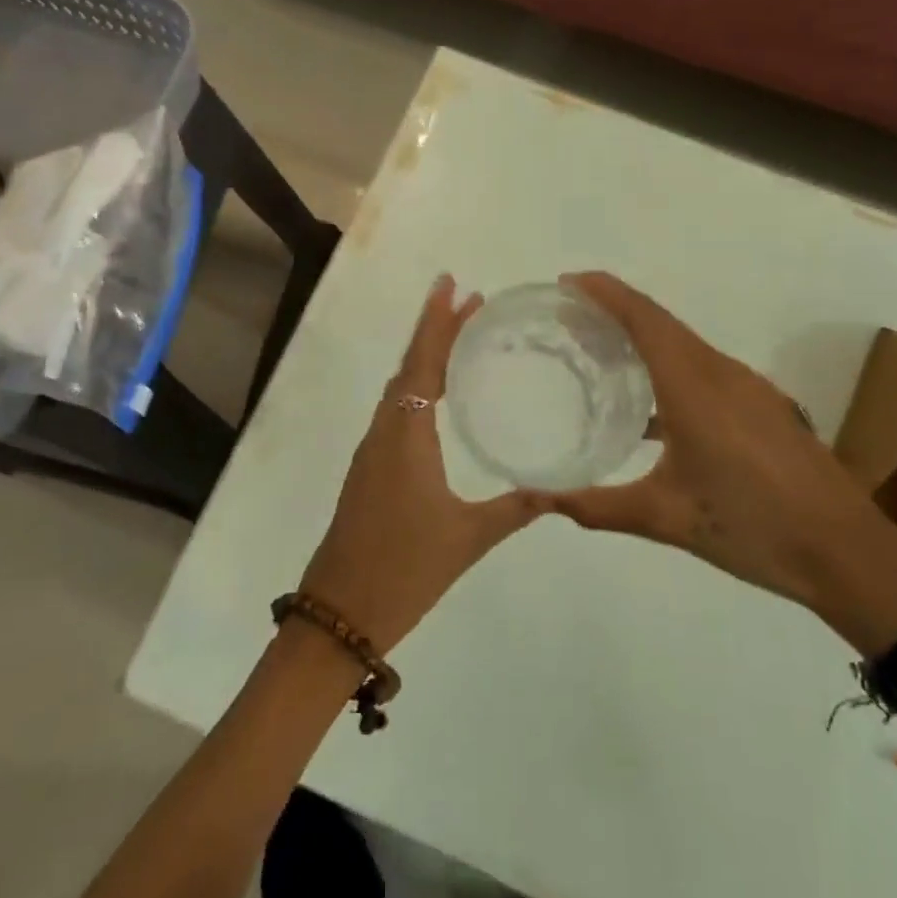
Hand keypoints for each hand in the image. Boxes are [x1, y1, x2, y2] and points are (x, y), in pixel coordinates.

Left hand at [300, 275, 550, 653]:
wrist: (340, 613)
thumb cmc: (404, 570)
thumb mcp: (466, 538)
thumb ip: (514, 509)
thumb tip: (557, 488)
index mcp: (406, 435)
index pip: (423, 363)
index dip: (436, 322)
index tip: (452, 284)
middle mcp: (385, 431)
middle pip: (410, 366)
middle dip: (437, 331)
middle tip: (472, 303)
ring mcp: (373, 450)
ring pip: (400, 388)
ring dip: (426, 358)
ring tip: (461, 338)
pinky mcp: (370, 469)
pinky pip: (396, 411)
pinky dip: (418, 388)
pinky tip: (439, 398)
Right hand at [547, 272, 896, 618]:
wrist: (849, 556)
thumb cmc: (753, 527)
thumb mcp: (666, 519)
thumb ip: (597, 507)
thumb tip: (540, 500)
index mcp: (695, 387)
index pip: (644, 319)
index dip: (605, 292)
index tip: (567, 282)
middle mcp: (723, 373)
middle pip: (662, 323)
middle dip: (615, 310)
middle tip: (570, 318)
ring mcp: (750, 388)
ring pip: (686, 345)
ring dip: (644, 337)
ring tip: (602, 353)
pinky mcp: (764, 407)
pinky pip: (705, 368)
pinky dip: (669, 366)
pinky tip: (653, 408)